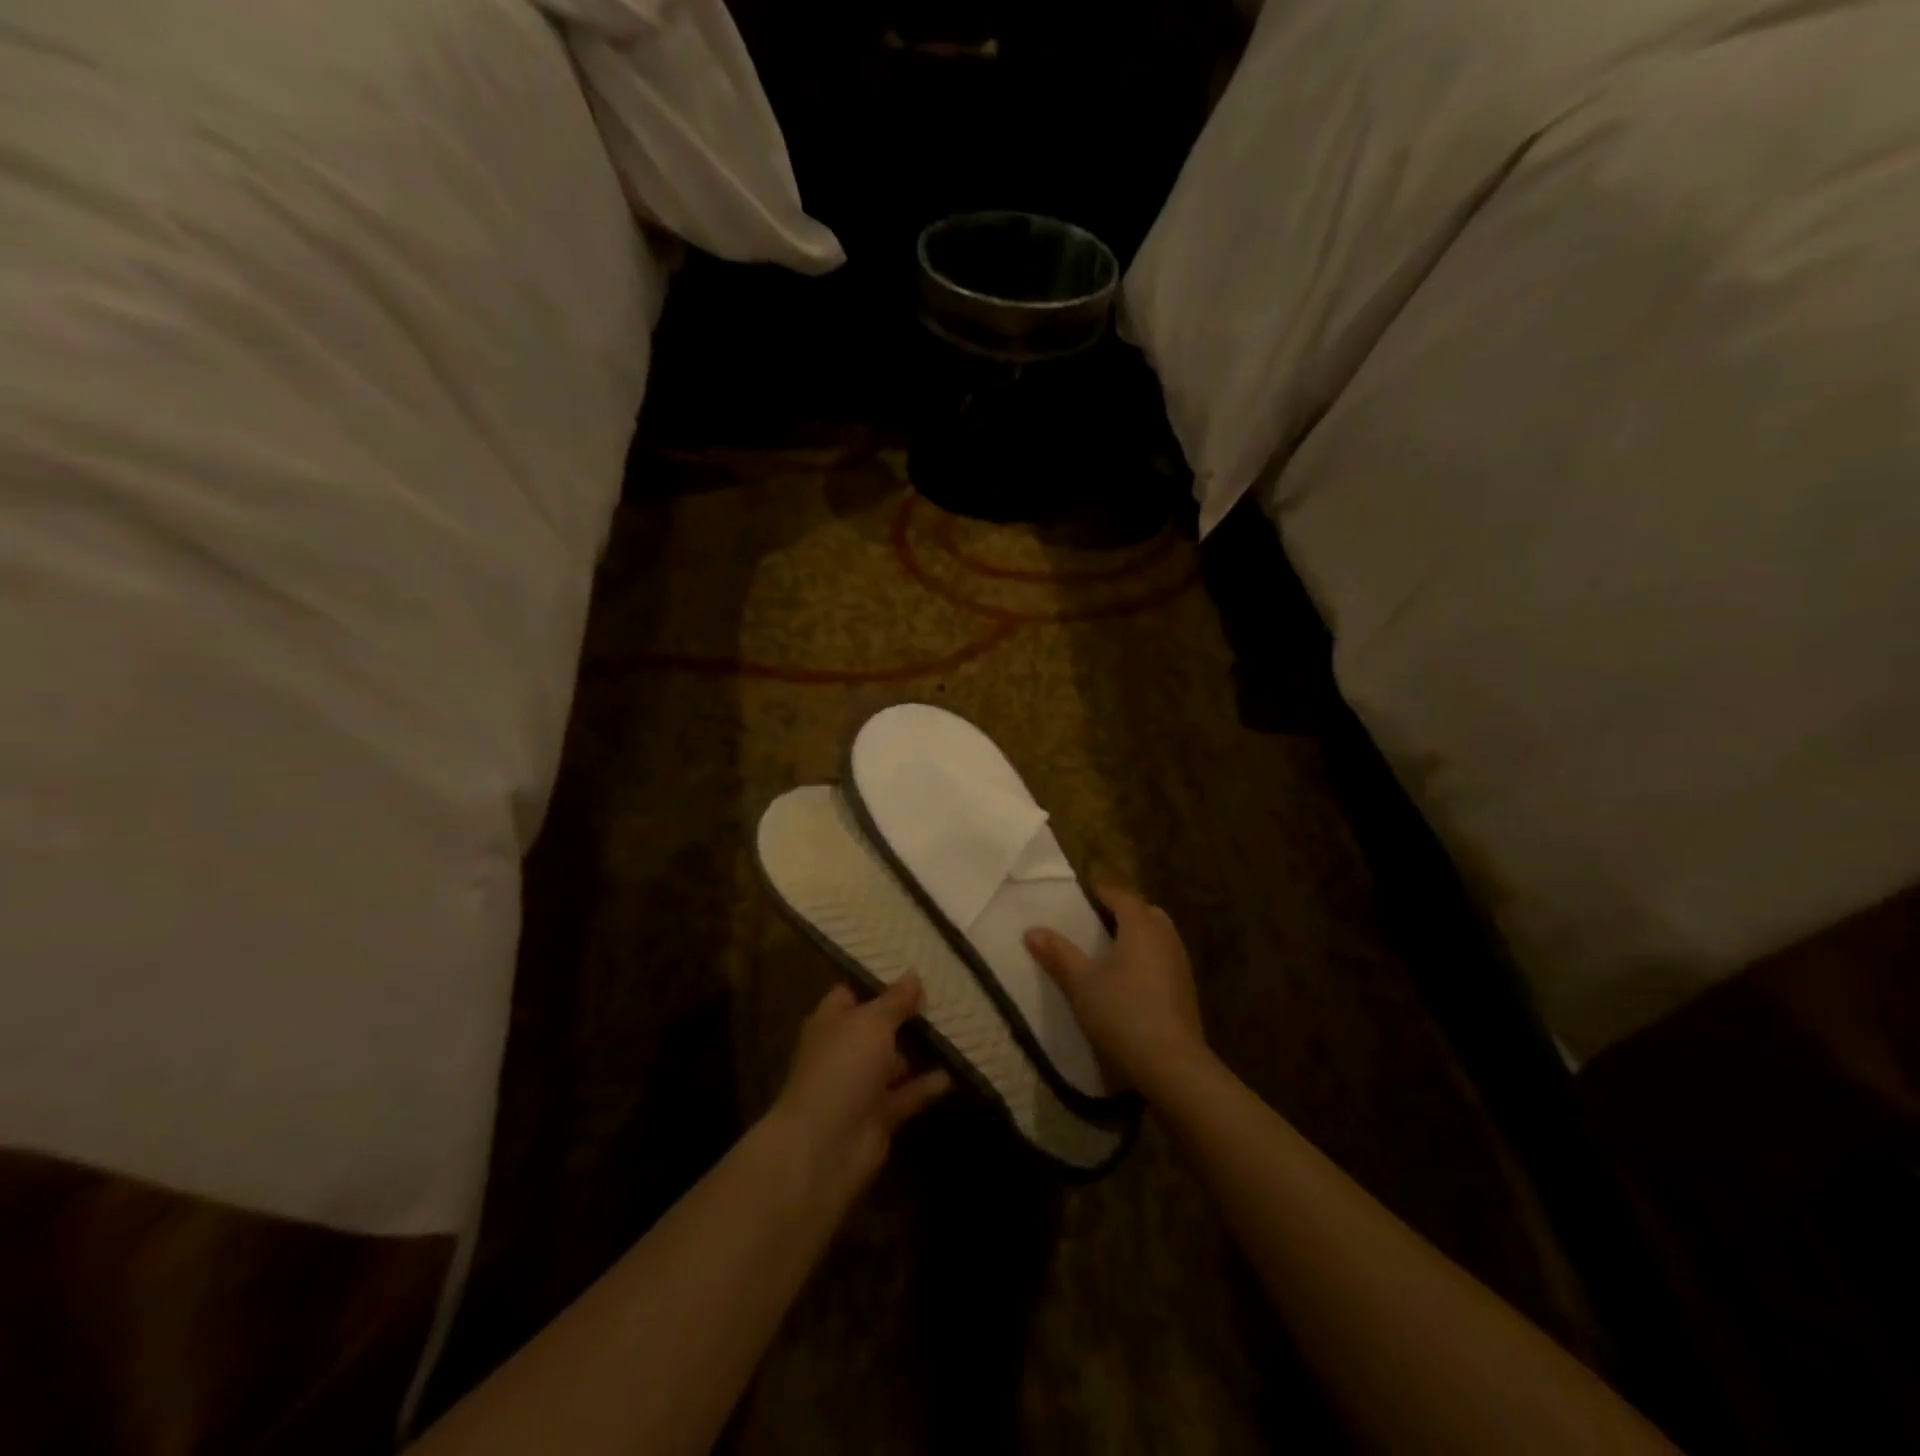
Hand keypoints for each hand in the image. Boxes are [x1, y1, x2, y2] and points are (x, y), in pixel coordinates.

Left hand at [769, 976, 950, 1199]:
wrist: (826, 1146)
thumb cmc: (843, 1068)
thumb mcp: (871, 1022)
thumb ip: (895, 1000)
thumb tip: (913, 974)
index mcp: (832, 1021)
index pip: (853, 991)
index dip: (880, 980)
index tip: (914, 968)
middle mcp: (845, 1049)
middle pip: (879, 1025)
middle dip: (908, 1013)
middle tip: (947, 993)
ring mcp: (862, 1084)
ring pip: (896, 1060)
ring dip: (922, 1048)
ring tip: (960, 1026)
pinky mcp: (881, 1115)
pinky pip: (909, 1093)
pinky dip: (929, 1084)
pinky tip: (957, 1069)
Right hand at [1024, 885, 1207, 1097]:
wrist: (1172, 1064)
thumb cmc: (1122, 1013)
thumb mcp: (1081, 984)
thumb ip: (1058, 954)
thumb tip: (1031, 930)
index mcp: (1141, 926)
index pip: (1121, 894)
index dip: (1100, 891)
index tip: (1081, 894)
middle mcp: (1165, 937)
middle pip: (1144, 912)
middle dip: (1122, 912)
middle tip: (1096, 922)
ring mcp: (1181, 964)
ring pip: (1158, 936)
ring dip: (1137, 936)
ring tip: (1110, 951)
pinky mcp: (1186, 990)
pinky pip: (1164, 959)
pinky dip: (1147, 959)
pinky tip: (1130, 981)